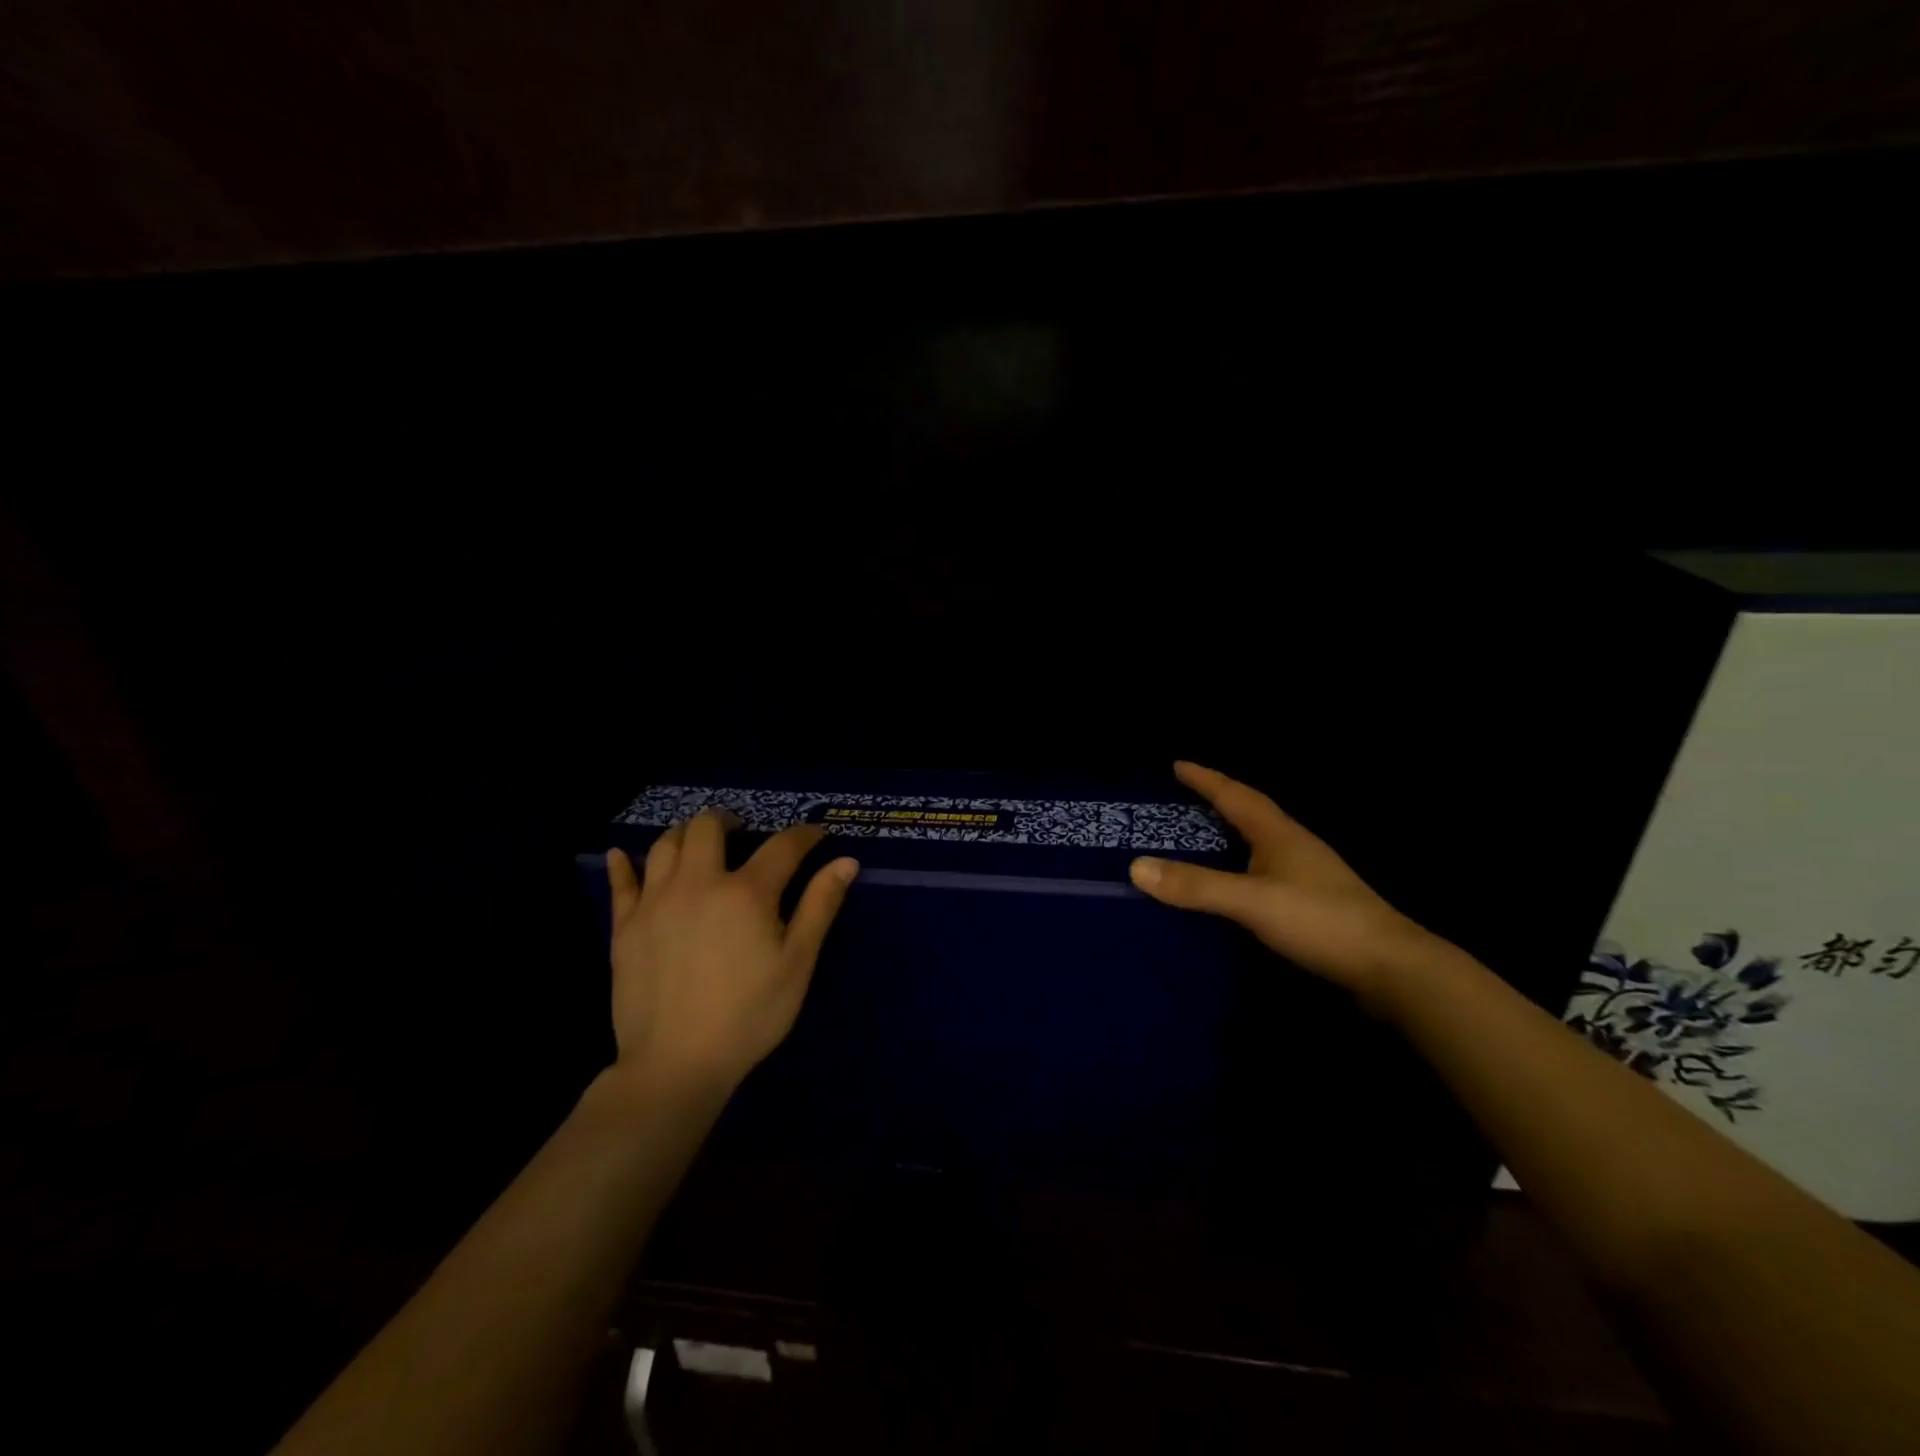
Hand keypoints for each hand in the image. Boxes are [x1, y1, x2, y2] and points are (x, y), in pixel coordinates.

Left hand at [605, 812, 858, 1093]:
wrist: (676, 1064)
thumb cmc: (749, 1015)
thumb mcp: (797, 963)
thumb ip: (820, 907)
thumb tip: (846, 862)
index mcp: (746, 892)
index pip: (782, 846)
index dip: (804, 835)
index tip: (816, 835)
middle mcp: (698, 883)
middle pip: (708, 827)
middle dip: (729, 820)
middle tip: (741, 831)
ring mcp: (656, 902)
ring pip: (665, 845)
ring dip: (685, 834)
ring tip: (697, 843)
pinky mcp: (624, 926)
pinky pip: (620, 882)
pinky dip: (622, 864)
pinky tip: (621, 855)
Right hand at [1129, 762, 1452, 1004]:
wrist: (1391, 968)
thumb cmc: (1320, 921)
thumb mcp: (1251, 901)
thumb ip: (1196, 886)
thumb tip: (1135, 867)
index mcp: (1279, 834)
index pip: (1236, 795)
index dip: (1205, 779)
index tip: (1177, 764)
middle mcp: (1293, 845)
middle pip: (1250, 812)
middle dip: (1216, 801)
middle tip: (1180, 799)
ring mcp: (1307, 874)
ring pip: (1259, 842)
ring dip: (1229, 832)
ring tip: (1198, 836)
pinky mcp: (1313, 902)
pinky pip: (1264, 869)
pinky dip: (1240, 865)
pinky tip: (1232, 883)